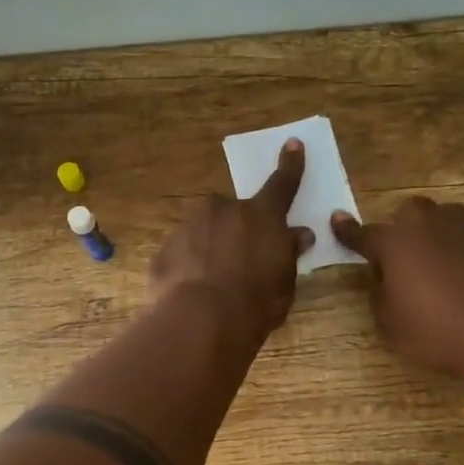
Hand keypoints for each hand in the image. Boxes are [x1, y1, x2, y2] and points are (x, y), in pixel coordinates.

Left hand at [150, 140, 314, 338]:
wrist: (200, 320)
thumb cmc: (255, 302)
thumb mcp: (284, 281)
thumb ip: (289, 253)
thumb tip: (299, 234)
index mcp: (261, 215)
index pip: (282, 185)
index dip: (290, 165)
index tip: (292, 144)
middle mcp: (224, 210)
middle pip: (234, 212)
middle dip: (238, 228)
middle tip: (242, 260)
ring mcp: (190, 225)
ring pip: (205, 229)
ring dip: (212, 246)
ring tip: (215, 282)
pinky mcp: (164, 248)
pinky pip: (183, 251)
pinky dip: (190, 264)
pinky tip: (193, 291)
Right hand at [332, 198, 463, 381]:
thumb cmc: (439, 333)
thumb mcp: (392, 325)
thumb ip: (380, 295)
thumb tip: (384, 280)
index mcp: (397, 244)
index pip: (364, 234)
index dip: (348, 231)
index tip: (337, 220)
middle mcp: (432, 227)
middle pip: (410, 213)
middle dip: (402, 228)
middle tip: (403, 257)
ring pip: (446, 219)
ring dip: (437, 235)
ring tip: (439, 265)